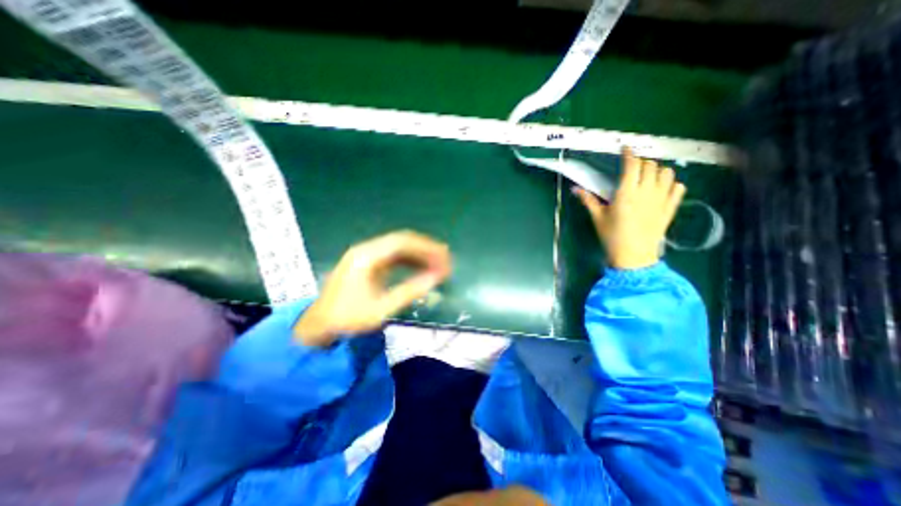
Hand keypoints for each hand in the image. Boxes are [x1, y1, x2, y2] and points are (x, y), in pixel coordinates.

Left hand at [294, 228, 449, 345]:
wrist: (319, 326)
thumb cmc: (348, 319)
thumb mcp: (381, 309)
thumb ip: (410, 291)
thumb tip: (436, 278)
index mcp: (367, 257)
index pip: (402, 243)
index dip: (426, 248)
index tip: (444, 258)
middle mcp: (366, 249)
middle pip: (402, 241)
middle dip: (426, 249)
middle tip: (445, 260)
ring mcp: (366, 255)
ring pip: (399, 247)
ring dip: (419, 254)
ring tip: (438, 264)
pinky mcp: (368, 263)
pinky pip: (394, 256)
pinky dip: (410, 261)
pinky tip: (421, 268)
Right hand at [576, 146, 683, 270]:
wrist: (633, 256)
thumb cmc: (612, 237)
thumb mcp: (597, 218)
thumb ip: (588, 200)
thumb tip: (575, 189)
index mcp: (626, 193)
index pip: (632, 165)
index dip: (629, 153)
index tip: (626, 148)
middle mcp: (647, 192)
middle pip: (650, 166)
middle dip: (642, 162)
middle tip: (633, 168)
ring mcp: (662, 199)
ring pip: (668, 173)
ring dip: (658, 170)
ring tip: (648, 177)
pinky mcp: (670, 208)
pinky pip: (678, 188)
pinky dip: (672, 183)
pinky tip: (662, 188)